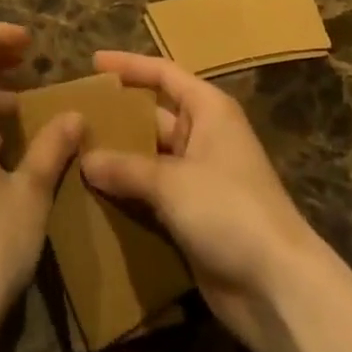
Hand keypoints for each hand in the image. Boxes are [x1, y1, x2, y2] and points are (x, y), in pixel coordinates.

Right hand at [79, 51, 332, 351]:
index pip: (163, 73)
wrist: (277, 288)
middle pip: (153, 116)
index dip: (129, 65)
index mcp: (208, 110)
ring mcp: (199, 179)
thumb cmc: (229, 210)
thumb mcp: (171, 182)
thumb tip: (84, 158)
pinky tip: (93, 198)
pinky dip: (128, 195)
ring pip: (150, 159)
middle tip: (74, 118)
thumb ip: (125, 167)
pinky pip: (153, 196)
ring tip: (73, 157)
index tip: (94, 63)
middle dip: (117, 118)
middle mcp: (204, 136)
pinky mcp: (194, 217)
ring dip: (118, 160)